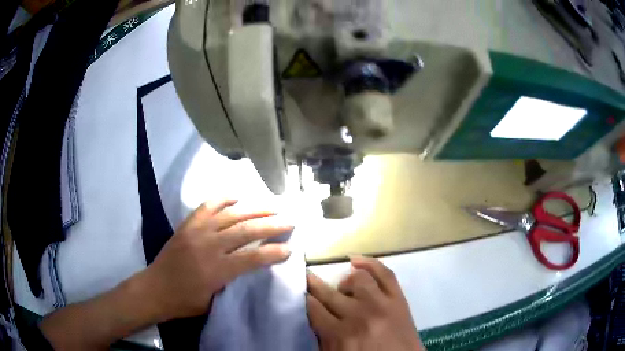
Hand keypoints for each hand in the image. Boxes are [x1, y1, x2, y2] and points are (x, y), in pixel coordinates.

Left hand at [139, 199, 292, 320]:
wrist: (154, 289)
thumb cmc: (184, 302)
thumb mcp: (214, 301)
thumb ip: (231, 282)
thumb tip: (247, 267)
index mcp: (217, 270)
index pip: (253, 257)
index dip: (273, 252)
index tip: (289, 248)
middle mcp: (209, 246)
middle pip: (246, 231)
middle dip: (271, 225)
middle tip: (288, 222)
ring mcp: (196, 232)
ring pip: (230, 216)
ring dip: (253, 211)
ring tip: (270, 208)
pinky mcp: (187, 226)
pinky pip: (206, 207)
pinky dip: (222, 200)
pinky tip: (236, 198)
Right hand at [306, 256, 423, 350]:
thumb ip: (323, 336)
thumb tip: (315, 314)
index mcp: (339, 335)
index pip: (315, 309)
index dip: (307, 299)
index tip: (303, 294)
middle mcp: (358, 315)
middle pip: (330, 293)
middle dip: (315, 285)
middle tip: (309, 278)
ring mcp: (381, 304)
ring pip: (357, 279)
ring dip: (345, 281)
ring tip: (344, 287)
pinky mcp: (399, 299)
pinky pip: (384, 273)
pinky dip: (369, 263)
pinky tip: (356, 260)